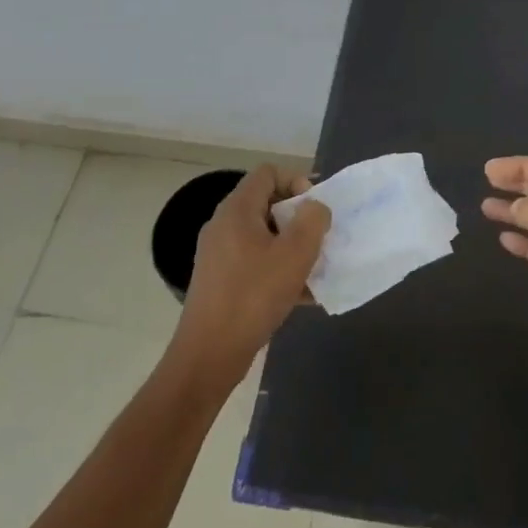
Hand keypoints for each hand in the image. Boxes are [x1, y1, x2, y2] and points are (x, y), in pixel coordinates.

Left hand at [167, 166, 329, 391]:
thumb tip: (315, 208)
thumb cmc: (254, 295)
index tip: (313, 211)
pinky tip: (302, 296)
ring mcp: (219, 254)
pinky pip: (256, 263)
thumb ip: (313, 220)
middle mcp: (224, 225)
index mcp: (237, 210)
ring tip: (315, 270)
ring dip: (292, 248)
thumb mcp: (295, 253)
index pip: (268, 173)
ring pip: (264, 237)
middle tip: (318, 241)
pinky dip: (279, 271)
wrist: (210, 353)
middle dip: (298, 219)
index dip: (296, 181)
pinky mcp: (221, 281)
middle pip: (267, 204)